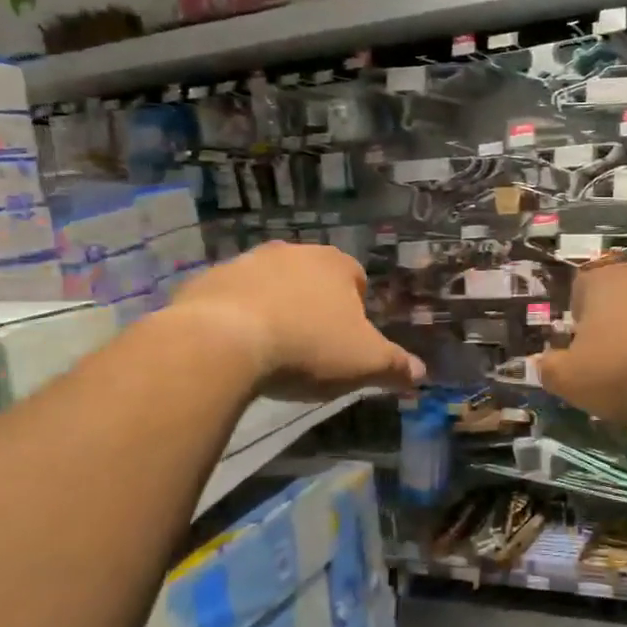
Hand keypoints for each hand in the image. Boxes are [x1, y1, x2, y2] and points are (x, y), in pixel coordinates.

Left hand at [164, 243, 423, 399]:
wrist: (221, 342)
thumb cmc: (308, 346)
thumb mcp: (365, 362)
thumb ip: (396, 366)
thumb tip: (421, 374)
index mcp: (334, 264)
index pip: (357, 279)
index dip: (356, 310)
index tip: (348, 341)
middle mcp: (291, 252)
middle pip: (312, 280)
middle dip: (314, 307)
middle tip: (312, 347)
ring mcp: (245, 263)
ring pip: (270, 286)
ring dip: (274, 310)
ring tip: (272, 351)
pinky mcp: (206, 281)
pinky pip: (230, 300)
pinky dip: (236, 319)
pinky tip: (236, 350)